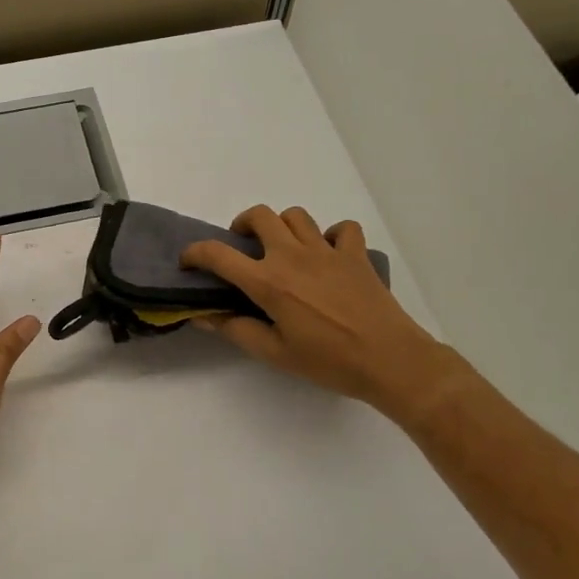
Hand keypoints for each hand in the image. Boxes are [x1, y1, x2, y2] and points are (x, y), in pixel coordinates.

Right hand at [180, 205, 455, 421]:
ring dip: (282, 227)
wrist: (390, 359)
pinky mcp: (355, 254)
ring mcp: (328, 251)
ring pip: (296, 216)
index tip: (188, 262)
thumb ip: (236, 330)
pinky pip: (341, 229)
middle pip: (260, 216)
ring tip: (282, 248)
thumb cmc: (328, 362)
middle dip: (242, 225)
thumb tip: (204, 316)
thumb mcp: (274, 353)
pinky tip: (328, 255)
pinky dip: (331, 236)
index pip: (219, 255)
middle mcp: (293, 256)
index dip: (195, 253)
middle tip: (242, 246)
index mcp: (269, 282)